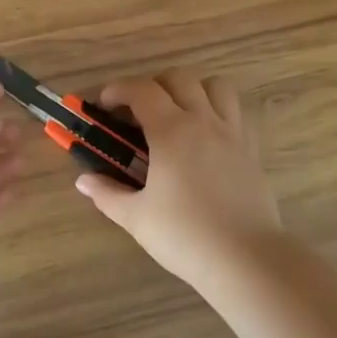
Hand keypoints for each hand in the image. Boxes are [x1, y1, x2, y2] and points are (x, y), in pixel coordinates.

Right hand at [73, 69, 282, 286]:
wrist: (247, 260)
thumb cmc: (186, 236)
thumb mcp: (136, 217)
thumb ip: (107, 193)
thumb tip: (84, 180)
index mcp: (171, 131)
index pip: (142, 90)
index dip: (119, 90)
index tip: (104, 106)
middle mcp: (203, 121)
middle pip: (180, 77)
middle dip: (154, 85)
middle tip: (139, 112)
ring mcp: (233, 133)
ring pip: (216, 86)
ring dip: (193, 90)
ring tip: (178, 114)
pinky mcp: (252, 151)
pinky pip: (237, 113)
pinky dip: (219, 112)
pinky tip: (206, 138)